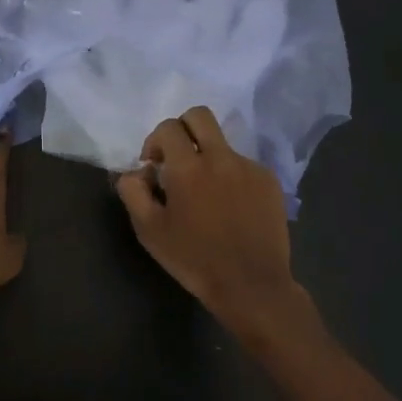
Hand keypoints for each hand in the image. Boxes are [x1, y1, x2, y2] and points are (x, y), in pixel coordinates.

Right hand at [115, 107, 306, 345]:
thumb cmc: (194, 259)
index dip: (154, 141)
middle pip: (199, 116)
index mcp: (188, 167)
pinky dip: (229, 176)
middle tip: (177, 159)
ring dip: (207, 156)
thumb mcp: (149, 230)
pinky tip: (229, 207)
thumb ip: (133, 191)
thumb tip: (136, 171)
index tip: (153, 166)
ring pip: (222, 143)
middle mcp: (220, 157)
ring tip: (205, 194)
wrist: (251, 284)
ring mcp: (249, 167)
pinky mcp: (269, 181)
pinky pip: (242, 165)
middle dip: (182, 129)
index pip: (168, 127)